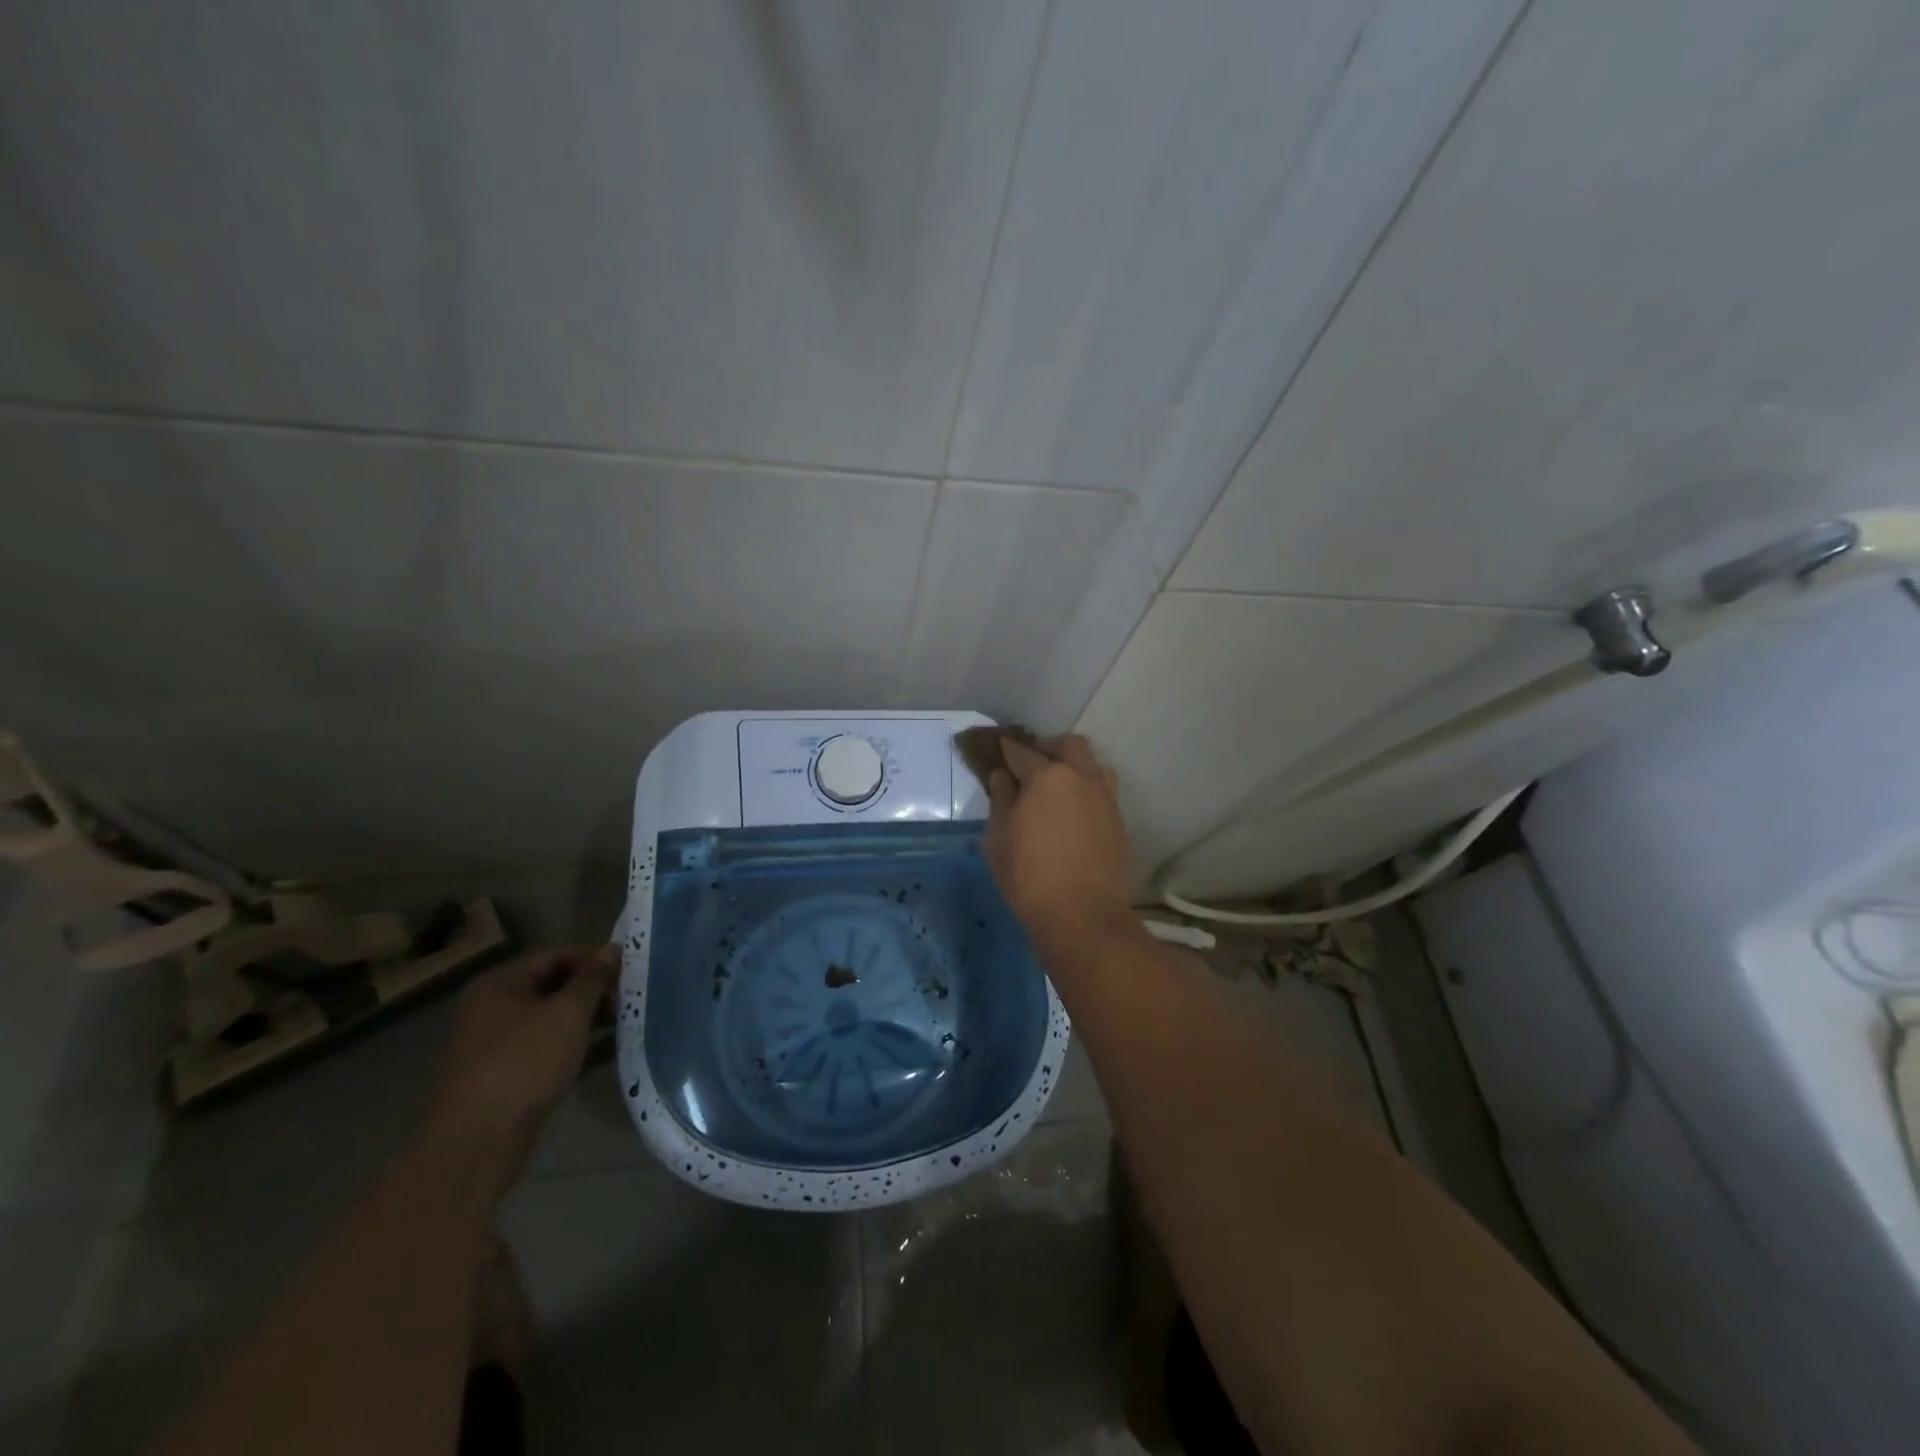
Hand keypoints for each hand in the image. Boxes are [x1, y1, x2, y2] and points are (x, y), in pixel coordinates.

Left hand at [424, 945, 614, 1185]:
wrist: (480, 1139)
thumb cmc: (525, 1061)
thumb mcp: (568, 1012)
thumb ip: (592, 978)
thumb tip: (610, 950)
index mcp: (499, 985)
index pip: (553, 956)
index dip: (592, 957)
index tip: (627, 966)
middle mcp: (492, 1009)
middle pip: (551, 986)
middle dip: (592, 989)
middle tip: (627, 996)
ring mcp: (497, 1045)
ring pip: (551, 1020)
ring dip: (588, 1018)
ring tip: (626, 1020)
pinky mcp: (507, 1076)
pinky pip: (548, 1048)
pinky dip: (577, 1045)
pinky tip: (610, 1050)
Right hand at [985, 734, 1134, 944]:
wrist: (1083, 916)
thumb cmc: (1029, 878)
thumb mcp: (998, 839)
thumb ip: (1001, 801)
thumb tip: (1003, 777)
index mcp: (1046, 776)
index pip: (1021, 752)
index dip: (1006, 749)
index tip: (997, 748)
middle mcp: (1080, 776)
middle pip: (1067, 745)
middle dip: (1047, 747)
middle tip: (1030, 764)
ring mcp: (1104, 796)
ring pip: (1091, 764)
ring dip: (1073, 764)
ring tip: (1056, 785)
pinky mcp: (1118, 818)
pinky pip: (1102, 789)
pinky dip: (1085, 788)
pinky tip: (1072, 809)